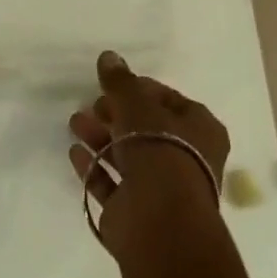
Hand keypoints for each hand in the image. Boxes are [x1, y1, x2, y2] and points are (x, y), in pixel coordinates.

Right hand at [68, 52, 228, 258]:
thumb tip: (108, 56)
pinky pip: (111, 183)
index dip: (140, 90)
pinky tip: (75, 152)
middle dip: (116, 114)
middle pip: (146, 129)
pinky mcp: (136, 212)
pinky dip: (94, 167)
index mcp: (201, 131)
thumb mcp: (138, 104)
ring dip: (100, 137)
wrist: (160, 222)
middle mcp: (186, 159)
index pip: (169, 101)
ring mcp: (161, 189)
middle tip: (94, 104)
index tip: (113, 84)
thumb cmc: (160, 150)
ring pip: (127, 156)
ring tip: (75, 123)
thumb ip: (120, 81)